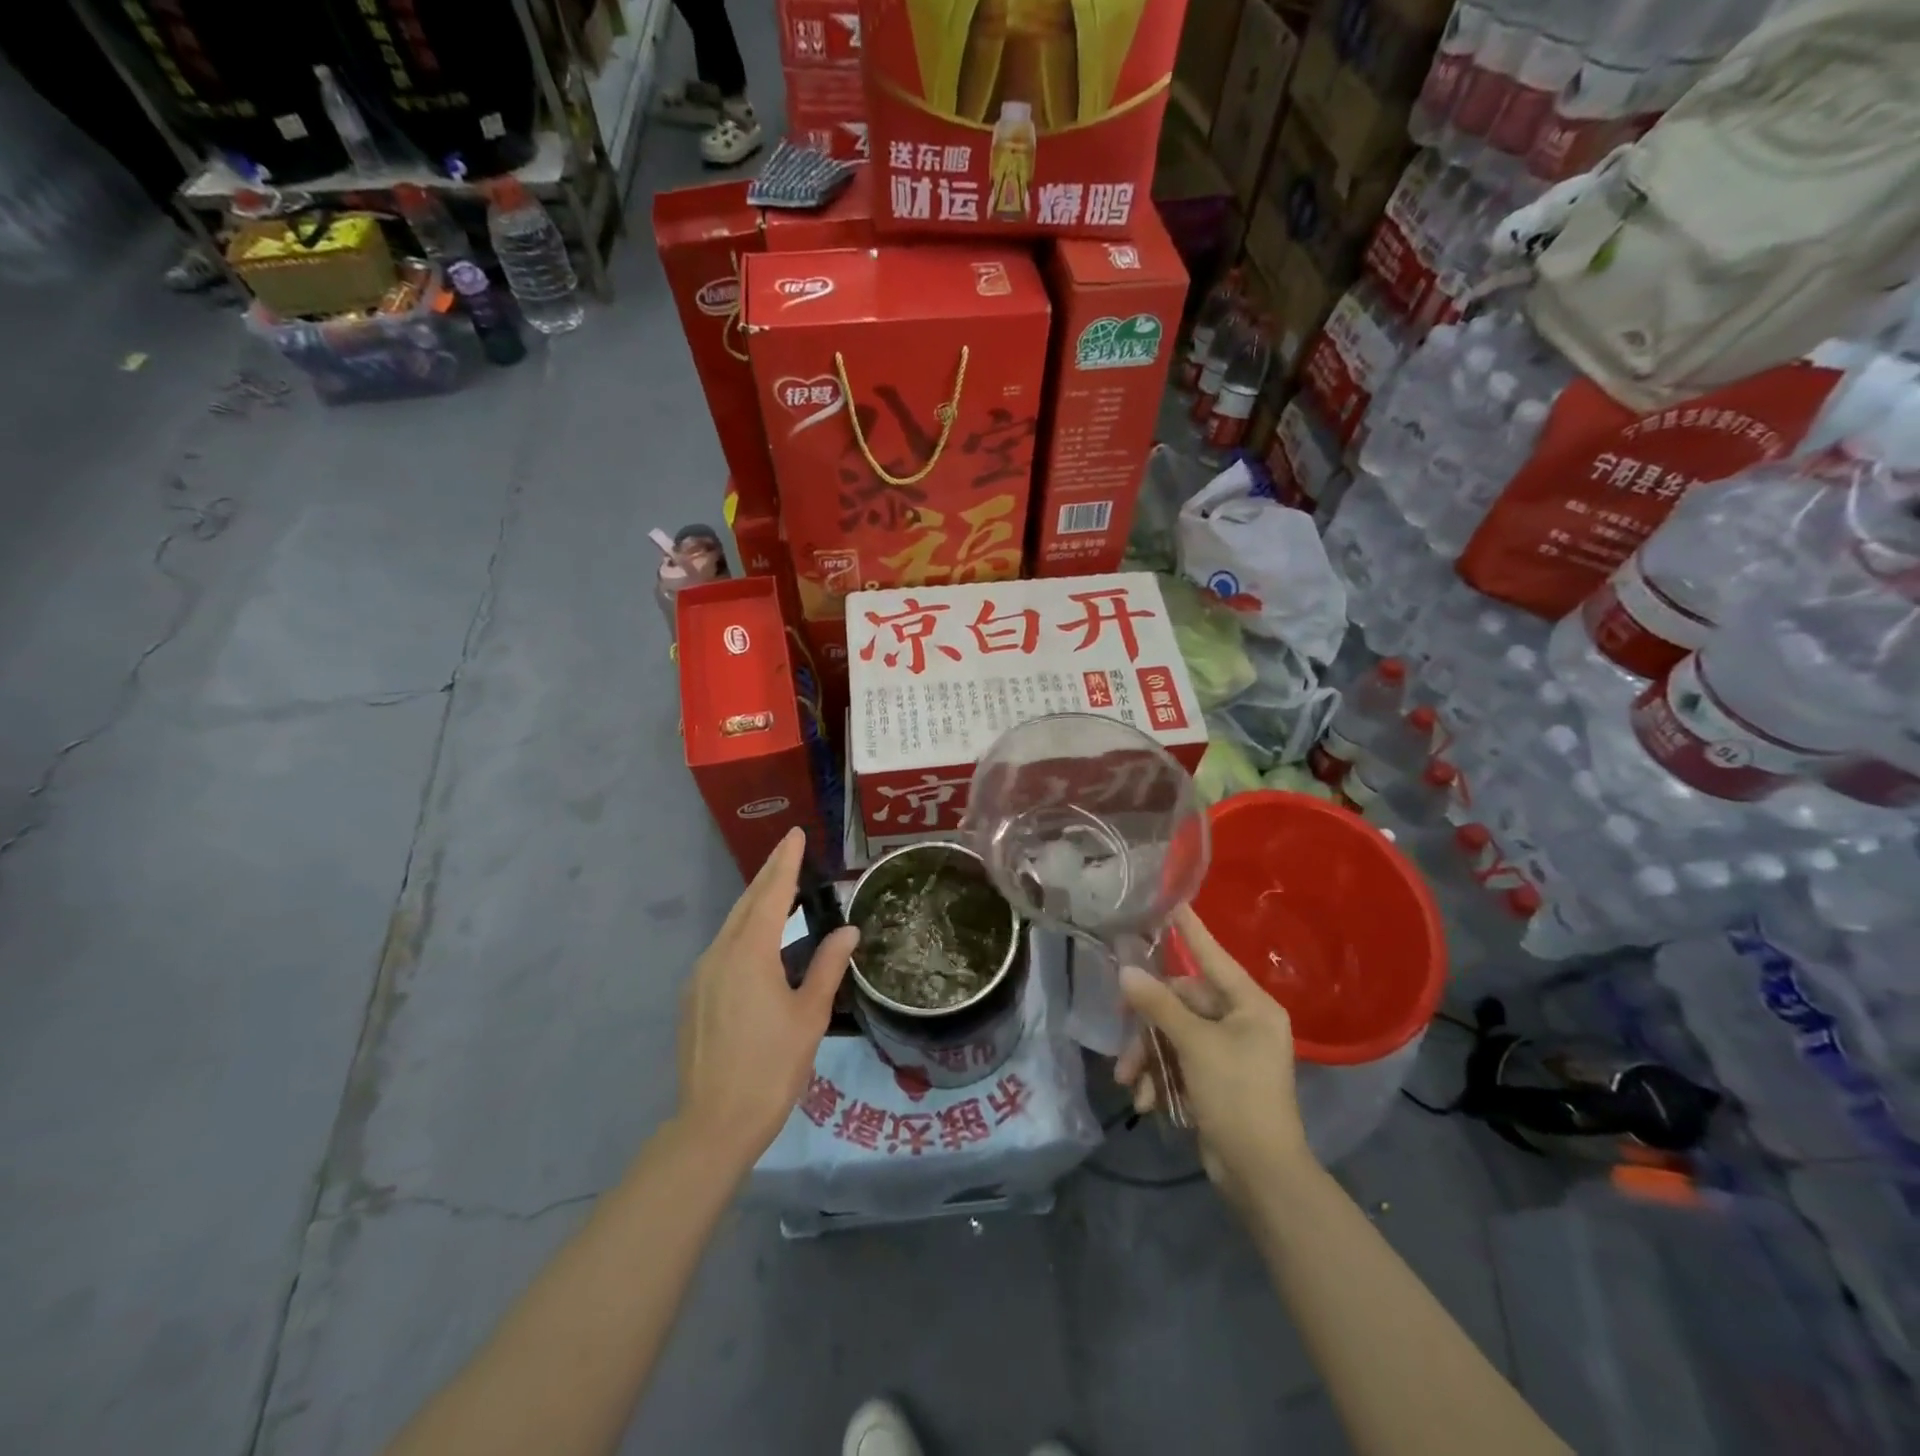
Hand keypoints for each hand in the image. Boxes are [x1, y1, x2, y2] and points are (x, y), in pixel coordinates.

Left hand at [677, 828, 859, 1167]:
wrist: (714, 1124)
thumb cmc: (772, 1067)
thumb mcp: (810, 1015)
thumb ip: (828, 966)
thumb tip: (848, 930)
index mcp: (749, 953)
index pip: (771, 894)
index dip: (785, 862)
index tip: (795, 834)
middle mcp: (719, 954)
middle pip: (747, 903)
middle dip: (770, 874)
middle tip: (790, 850)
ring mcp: (701, 975)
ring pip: (732, 926)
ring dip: (757, 904)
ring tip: (781, 890)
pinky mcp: (694, 996)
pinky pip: (723, 949)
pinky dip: (745, 932)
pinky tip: (761, 943)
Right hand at [1115, 906, 1313, 1204]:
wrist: (1261, 1176)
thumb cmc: (1237, 1097)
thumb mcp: (1195, 1046)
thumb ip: (1159, 1005)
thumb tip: (1126, 971)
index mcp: (1250, 1005)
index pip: (1213, 955)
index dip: (1190, 930)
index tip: (1171, 902)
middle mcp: (1241, 1021)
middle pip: (1182, 1002)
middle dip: (1149, 1025)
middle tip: (1122, 1037)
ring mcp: (1228, 1051)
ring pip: (1174, 1034)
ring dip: (1149, 1056)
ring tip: (1129, 1082)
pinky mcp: (1215, 1078)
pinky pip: (1178, 1061)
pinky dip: (1159, 1077)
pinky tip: (1145, 1101)